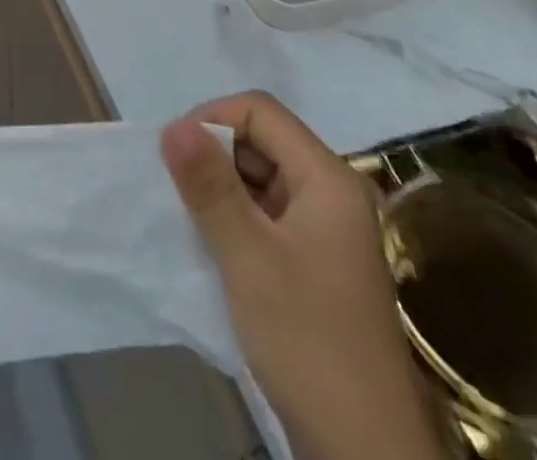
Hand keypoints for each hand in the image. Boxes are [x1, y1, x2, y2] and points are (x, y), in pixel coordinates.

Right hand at [162, 93, 444, 459]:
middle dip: (215, 154)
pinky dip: (237, 218)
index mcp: (328, 178)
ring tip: (191, 218)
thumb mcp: (248, 257)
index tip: (175, 155)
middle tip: (178, 190)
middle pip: (262, 140)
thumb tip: (171, 124)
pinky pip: (268, 214)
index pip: (260, 111)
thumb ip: (209, 185)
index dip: (212, 119)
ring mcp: (326, 229)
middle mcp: (332, 193)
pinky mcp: (316, 262)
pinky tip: (214, 244)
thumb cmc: (308, 340)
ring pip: (262, 177)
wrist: (365, 454)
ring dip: (222, 188)